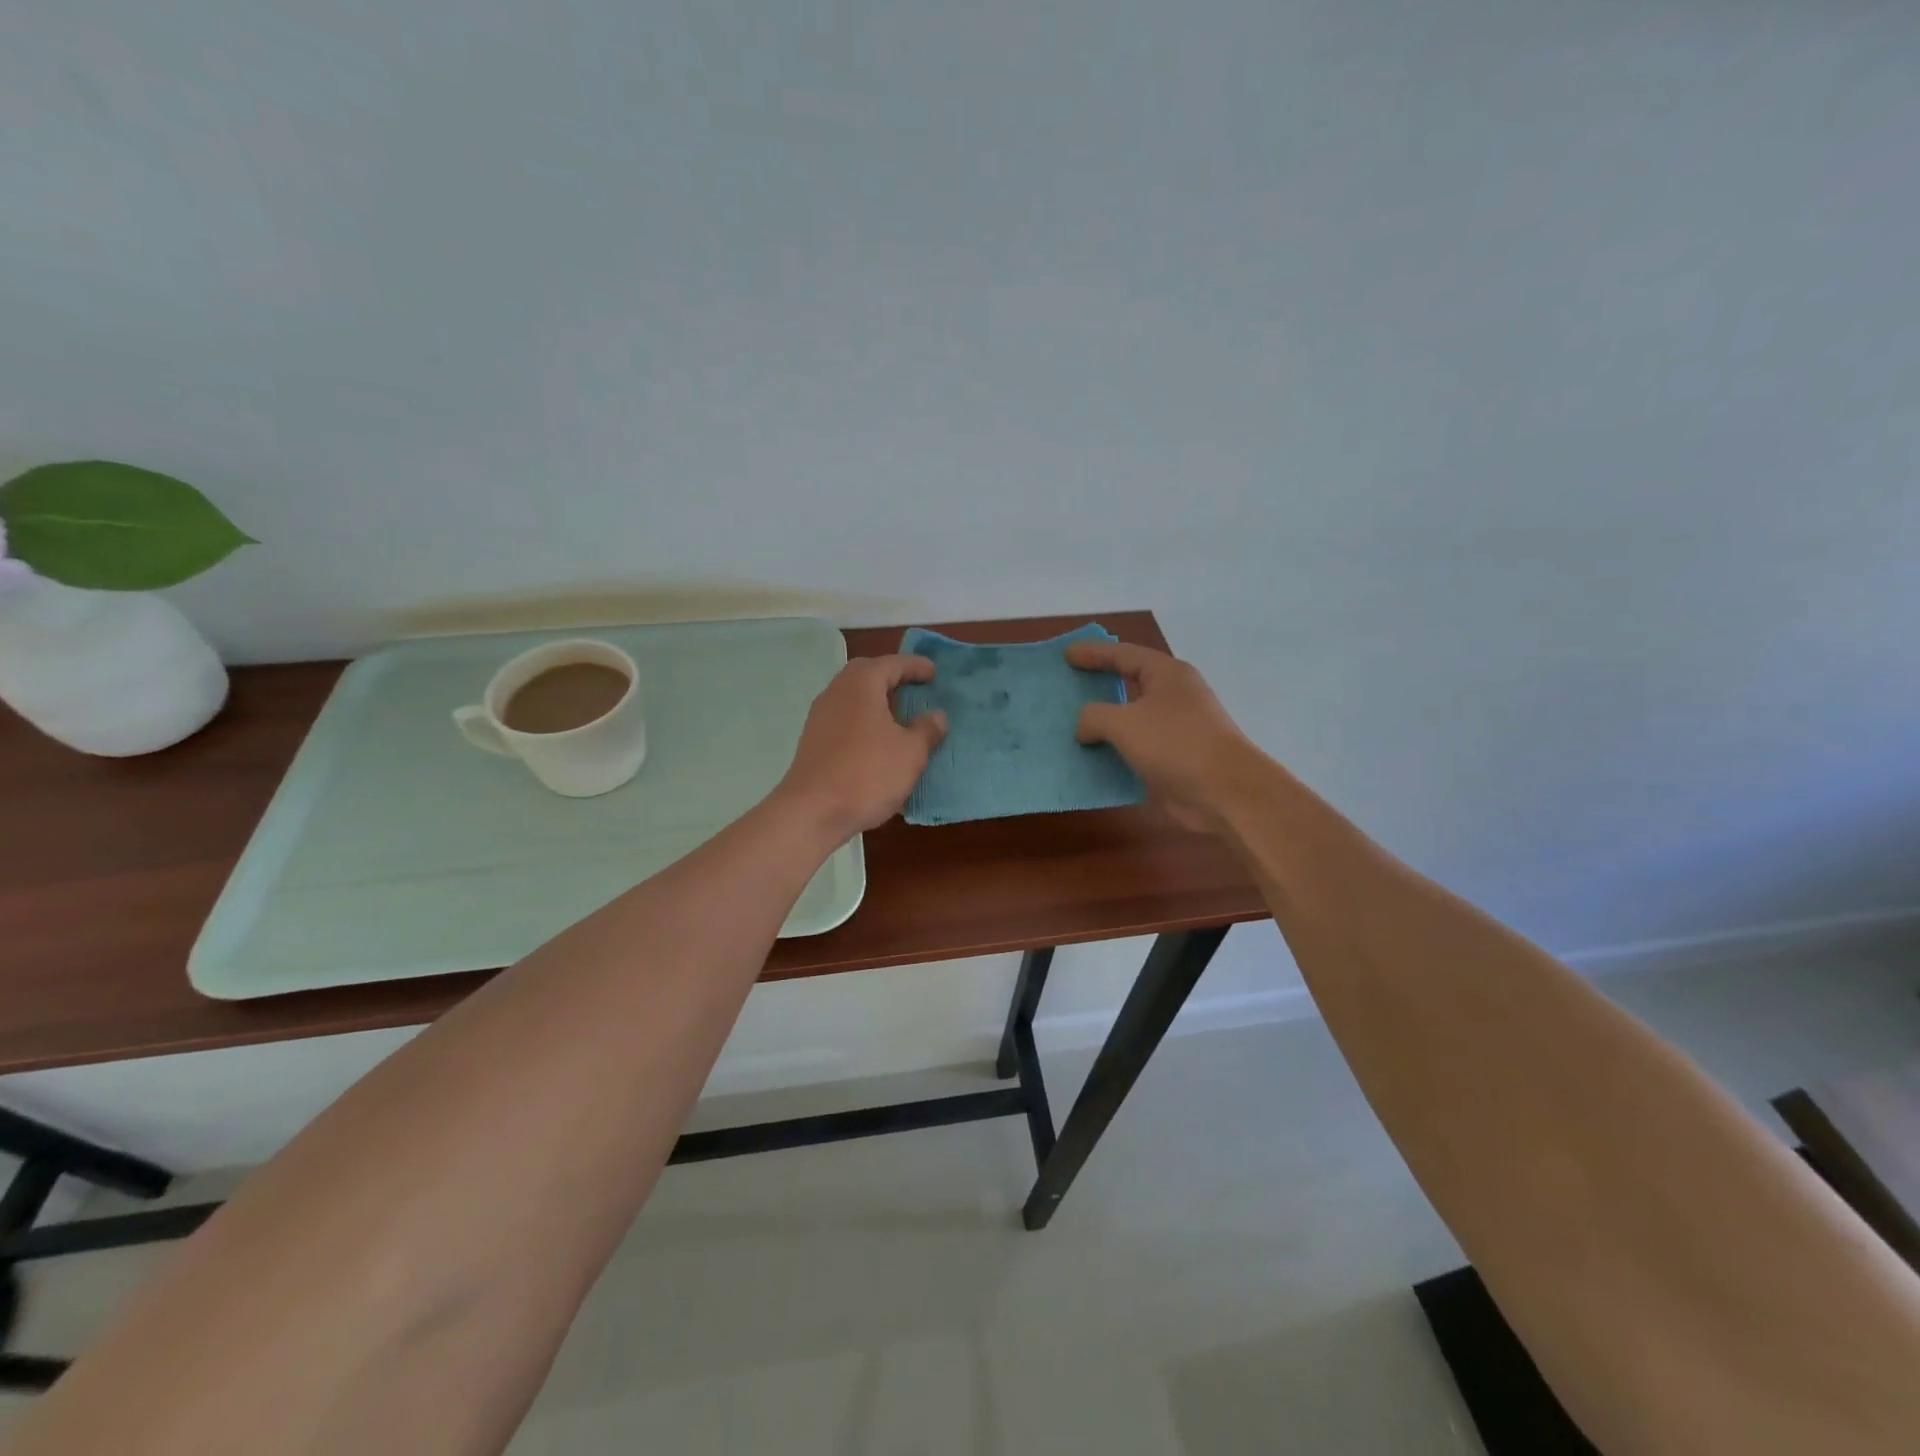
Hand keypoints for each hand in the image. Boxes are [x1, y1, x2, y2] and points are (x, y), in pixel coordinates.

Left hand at [776, 655, 946, 838]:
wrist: (812, 812)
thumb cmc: (867, 774)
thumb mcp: (911, 752)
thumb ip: (927, 730)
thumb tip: (936, 716)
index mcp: (861, 684)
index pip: (892, 664)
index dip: (915, 666)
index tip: (933, 673)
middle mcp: (836, 693)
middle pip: (866, 674)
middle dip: (891, 678)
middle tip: (914, 687)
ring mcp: (820, 717)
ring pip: (853, 698)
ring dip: (876, 701)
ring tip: (900, 716)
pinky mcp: (814, 742)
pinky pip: (845, 719)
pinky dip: (864, 721)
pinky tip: (878, 742)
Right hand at [1068, 641, 1258, 832]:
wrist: (1223, 792)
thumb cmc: (1174, 743)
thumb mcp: (1123, 722)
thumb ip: (1093, 716)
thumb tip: (1084, 728)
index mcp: (1166, 674)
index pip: (1124, 654)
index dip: (1093, 653)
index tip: (1066, 655)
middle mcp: (1173, 696)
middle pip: (1130, 684)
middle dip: (1099, 685)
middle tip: (1069, 685)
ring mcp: (1175, 729)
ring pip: (1131, 719)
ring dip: (1104, 724)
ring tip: (1070, 724)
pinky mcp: (1174, 759)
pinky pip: (1135, 749)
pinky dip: (1113, 752)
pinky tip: (1089, 759)